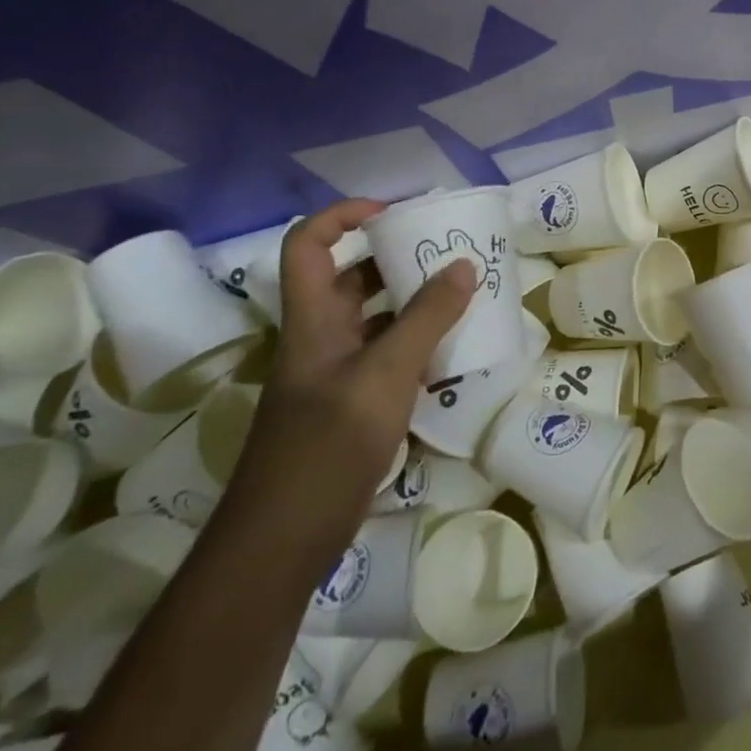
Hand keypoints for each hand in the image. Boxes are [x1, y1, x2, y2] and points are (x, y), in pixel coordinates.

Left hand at [222, 199, 474, 569]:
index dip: (344, 215)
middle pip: (352, 278)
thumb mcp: (386, 373)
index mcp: (314, 318)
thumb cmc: (328, 443)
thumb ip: (427, 317)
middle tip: (449, 251)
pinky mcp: (353, 404)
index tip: (395, 213)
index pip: (310, 244)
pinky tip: (456, 350)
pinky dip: (420, 344)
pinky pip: (389, 356)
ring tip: (466, 293)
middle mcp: (322, 337)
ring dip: (415, 302)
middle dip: (398, 257)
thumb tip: (464, 264)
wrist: (284, 538)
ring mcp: (337, 373)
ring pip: (376, 319)